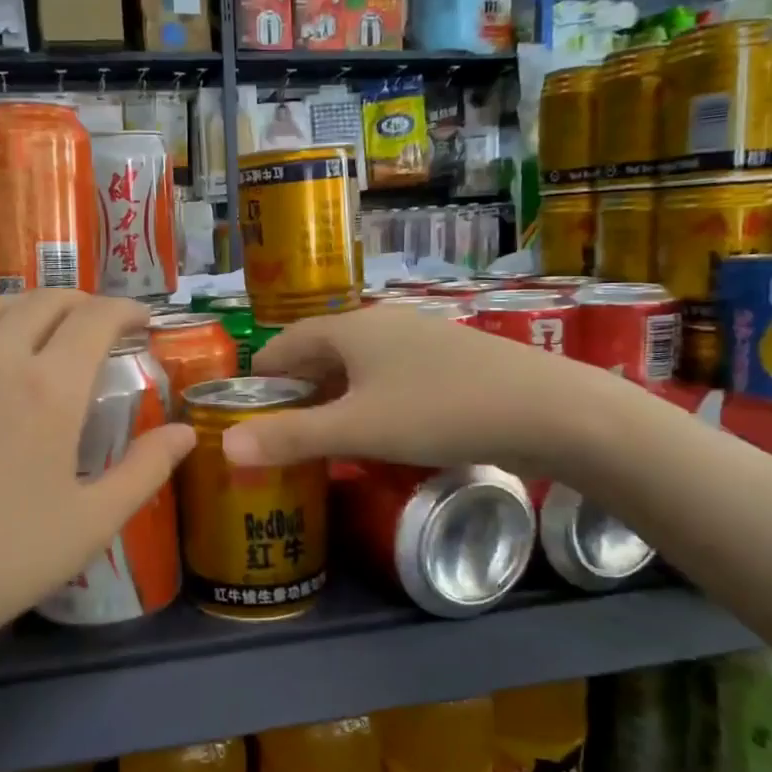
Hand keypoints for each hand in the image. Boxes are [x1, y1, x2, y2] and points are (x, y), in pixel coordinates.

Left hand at [0, 290, 193, 703]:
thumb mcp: (89, 525)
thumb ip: (144, 471)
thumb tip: (187, 432)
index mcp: (50, 387)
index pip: (96, 319)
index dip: (126, 310)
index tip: (143, 321)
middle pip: (45, 301)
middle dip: (83, 302)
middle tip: (102, 325)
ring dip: (29, 303)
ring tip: (46, 323)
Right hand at [223, 306, 620, 476]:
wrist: (548, 411)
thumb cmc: (438, 412)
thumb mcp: (357, 430)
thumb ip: (290, 438)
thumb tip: (223, 448)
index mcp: (351, 329)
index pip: (285, 344)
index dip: (260, 378)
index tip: (243, 414)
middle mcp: (382, 324)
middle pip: (321, 353)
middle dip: (296, 391)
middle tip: (278, 434)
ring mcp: (420, 341)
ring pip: (358, 367)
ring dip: (333, 399)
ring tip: (321, 439)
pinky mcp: (450, 362)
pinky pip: (390, 379)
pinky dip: (370, 402)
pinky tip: (377, 433)